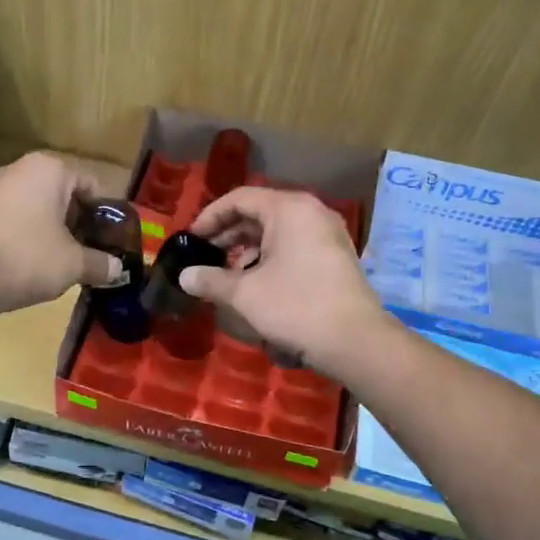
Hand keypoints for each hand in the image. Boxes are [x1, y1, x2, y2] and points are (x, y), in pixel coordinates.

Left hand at [0, 152, 123, 319]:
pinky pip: (16, 217)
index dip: (105, 216)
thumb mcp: (74, 264)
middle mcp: (21, 168)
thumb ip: (102, 264)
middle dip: (79, 223)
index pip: (92, 186)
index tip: (110, 243)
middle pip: (64, 194)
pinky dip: (29, 235)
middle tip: (90, 253)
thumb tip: (119, 270)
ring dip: (54, 231)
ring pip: (38, 207)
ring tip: (63, 262)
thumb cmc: (27, 258)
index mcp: (50, 169)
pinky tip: (32, 263)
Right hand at [179, 187, 384, 375]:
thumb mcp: (245, 294)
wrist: (354, 341)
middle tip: (204, 257)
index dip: (210, 216)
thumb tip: (184, 276)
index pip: (240, 198)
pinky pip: (294, 247)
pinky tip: (256, 285)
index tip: (191, 239)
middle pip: (259, 213)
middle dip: (228, 235)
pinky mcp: (335, 257)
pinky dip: (270, 259)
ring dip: (248, 249)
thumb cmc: (295, 307)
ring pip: (277, 232)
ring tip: (227, 274)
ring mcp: (327, 235)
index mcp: (289, 209)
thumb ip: (211, 280)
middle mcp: (311, 213)